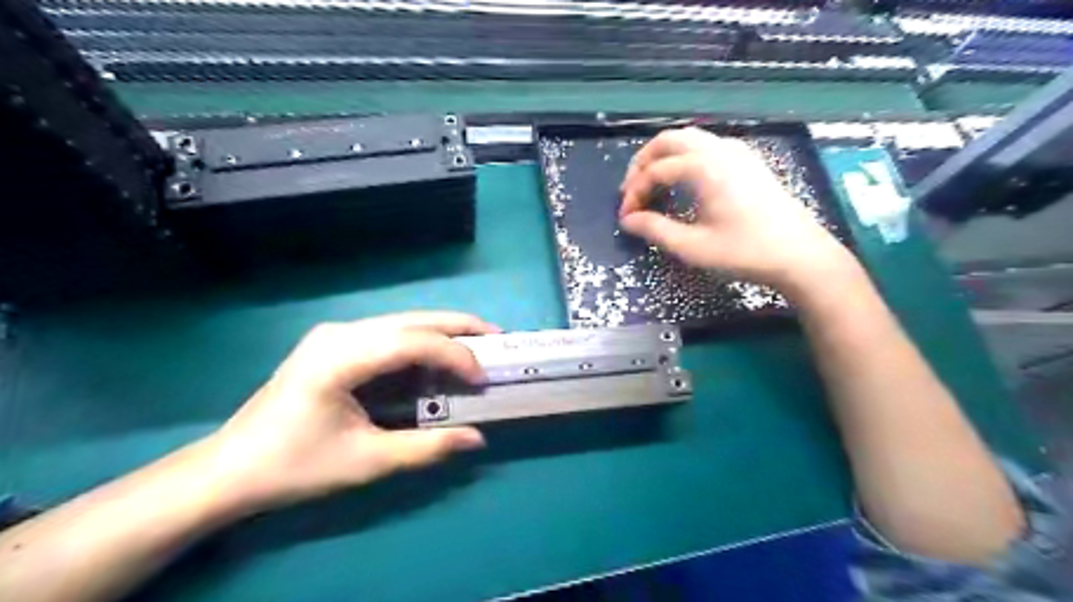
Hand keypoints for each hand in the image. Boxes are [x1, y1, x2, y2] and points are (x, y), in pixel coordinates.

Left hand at [198, 309, 495, 513]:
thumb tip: (477, 438)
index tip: (484, 378)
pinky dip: (421, 344)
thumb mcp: (366, 462)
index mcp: (340, 357)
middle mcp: (340, 333)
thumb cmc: (295, 466)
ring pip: (403, 323)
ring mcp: (335, 334)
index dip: (455, 355)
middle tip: (498, 339)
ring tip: (478, 345)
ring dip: (443, 333)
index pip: (412, 342)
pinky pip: (389, 335)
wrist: (231, 469)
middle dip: (459, 327)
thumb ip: (426, 448)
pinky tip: (438, 358)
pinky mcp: (335, 344)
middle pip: (411, 319)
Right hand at [617, 126, 851, 290]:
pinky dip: (685, 156)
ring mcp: (737, 152)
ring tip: (653, 185)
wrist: (800, 255)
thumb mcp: (693, 247)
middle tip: (631, 191)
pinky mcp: (748, 161)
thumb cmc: (745, 252)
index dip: (634, 192)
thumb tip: (628, 220)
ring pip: (689, 138)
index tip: (625, 217)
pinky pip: (707, 145)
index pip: (655, 170)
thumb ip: (655, 230)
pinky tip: (684, 181)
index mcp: (704, 168)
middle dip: (643, 162)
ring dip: (664, 156)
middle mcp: (719, 150)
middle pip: (669, 140)